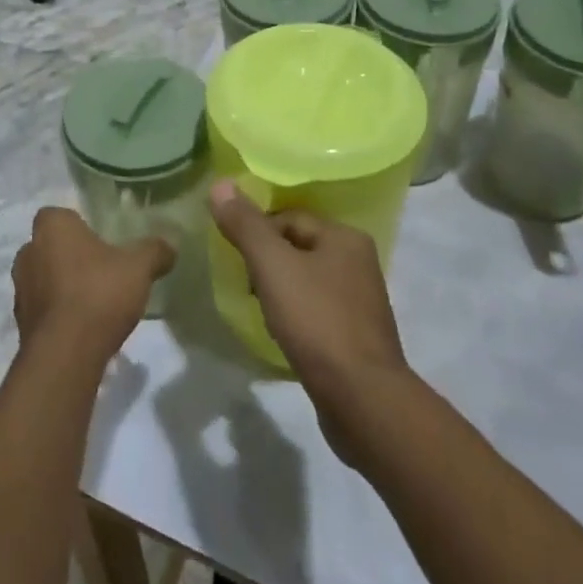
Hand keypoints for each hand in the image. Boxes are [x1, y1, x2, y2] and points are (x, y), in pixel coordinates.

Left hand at [11, 207, 172, 368]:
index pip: (60, 215)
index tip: (101, 240)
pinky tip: (84, 327)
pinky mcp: (21, 324)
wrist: (66, 355)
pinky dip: (59, 314)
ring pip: (44, 279)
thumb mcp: (139, 267)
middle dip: (71, 256)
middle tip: (101, 270)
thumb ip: (155, 251)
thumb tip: (170, 245)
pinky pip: (43, 310)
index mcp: (52, 227)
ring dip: (62, 286)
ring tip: (95, 302)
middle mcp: (28, 252)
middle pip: (50, 247)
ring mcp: (20, 290)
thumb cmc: (99, 293)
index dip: (79, 226)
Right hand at [209, 182, 409, 443]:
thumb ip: (245, 225)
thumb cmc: (317, 322)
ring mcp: (361, 300)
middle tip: (246, 286)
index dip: (257, 233)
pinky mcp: (357, 335)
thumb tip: (220, 183)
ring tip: (261, 312)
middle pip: (297, 247)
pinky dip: (296, 316)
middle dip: (267, 263)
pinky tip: (283, 334)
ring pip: (306, 279)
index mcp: (345, 237)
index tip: (236, 260)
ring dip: (280, 290)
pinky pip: (317, 310)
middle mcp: (359, 261)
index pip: (289, 218)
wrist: (362, 399)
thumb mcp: (272, 266)